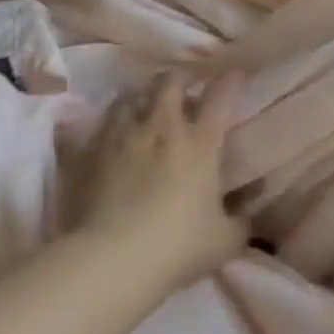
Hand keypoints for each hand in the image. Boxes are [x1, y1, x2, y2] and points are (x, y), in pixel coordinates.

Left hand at [69, 70, 246, 288]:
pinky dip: (100, 127)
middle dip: (180, 77)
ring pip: (127, 97)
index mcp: (199, 143)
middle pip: (169, 83)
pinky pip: (89, 128)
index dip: (230, 81)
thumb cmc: (178, 246)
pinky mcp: (87, 153)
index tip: (235, 74)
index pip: (220, 98)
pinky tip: (102, 135)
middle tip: (185, 83)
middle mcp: (159, 128)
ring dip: (139, 97)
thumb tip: (246, 212)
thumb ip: (239, 220)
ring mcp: (119, 137)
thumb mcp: (225, 240)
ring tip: (142, 105)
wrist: (112, 259)